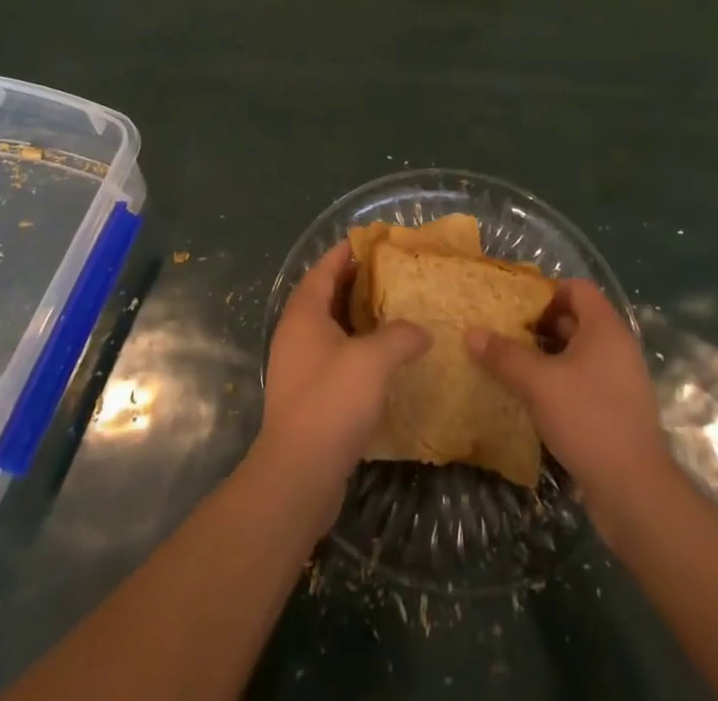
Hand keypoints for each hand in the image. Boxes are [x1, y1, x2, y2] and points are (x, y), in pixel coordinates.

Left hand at [258, 241, 430, 530]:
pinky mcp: (307, 396)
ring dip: (358, 320)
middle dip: (356, 284)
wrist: (298, 475)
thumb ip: (400, 336)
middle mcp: (295, 333)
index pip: (324, 269)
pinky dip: (357, 350)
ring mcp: (298, 366)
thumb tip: (422, 331)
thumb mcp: (373, 360)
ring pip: (331, 329)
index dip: (347, 253)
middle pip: (326, 296)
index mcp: (304, 313)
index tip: (373, 242)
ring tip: (394, 314)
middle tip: (392, 277)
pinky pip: (333, 358)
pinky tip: (384, 362)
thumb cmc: (332, 402)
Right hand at [466, 278, 673, 532]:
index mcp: (605, 329)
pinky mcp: (615, 411)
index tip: (514, 306)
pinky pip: (582, 382)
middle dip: (538, 325)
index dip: (545, 291)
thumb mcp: (538, 383)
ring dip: (545, 356)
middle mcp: (617, 348)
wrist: (635, 493)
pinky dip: (557, 382)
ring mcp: (619, 382)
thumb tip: (471, 332)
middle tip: (503, 333)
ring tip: (508, 364)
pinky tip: (530, 397)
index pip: (576, 288)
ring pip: (576, 354)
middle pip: (575, 320)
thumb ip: (504, 355)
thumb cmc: (588, 419)